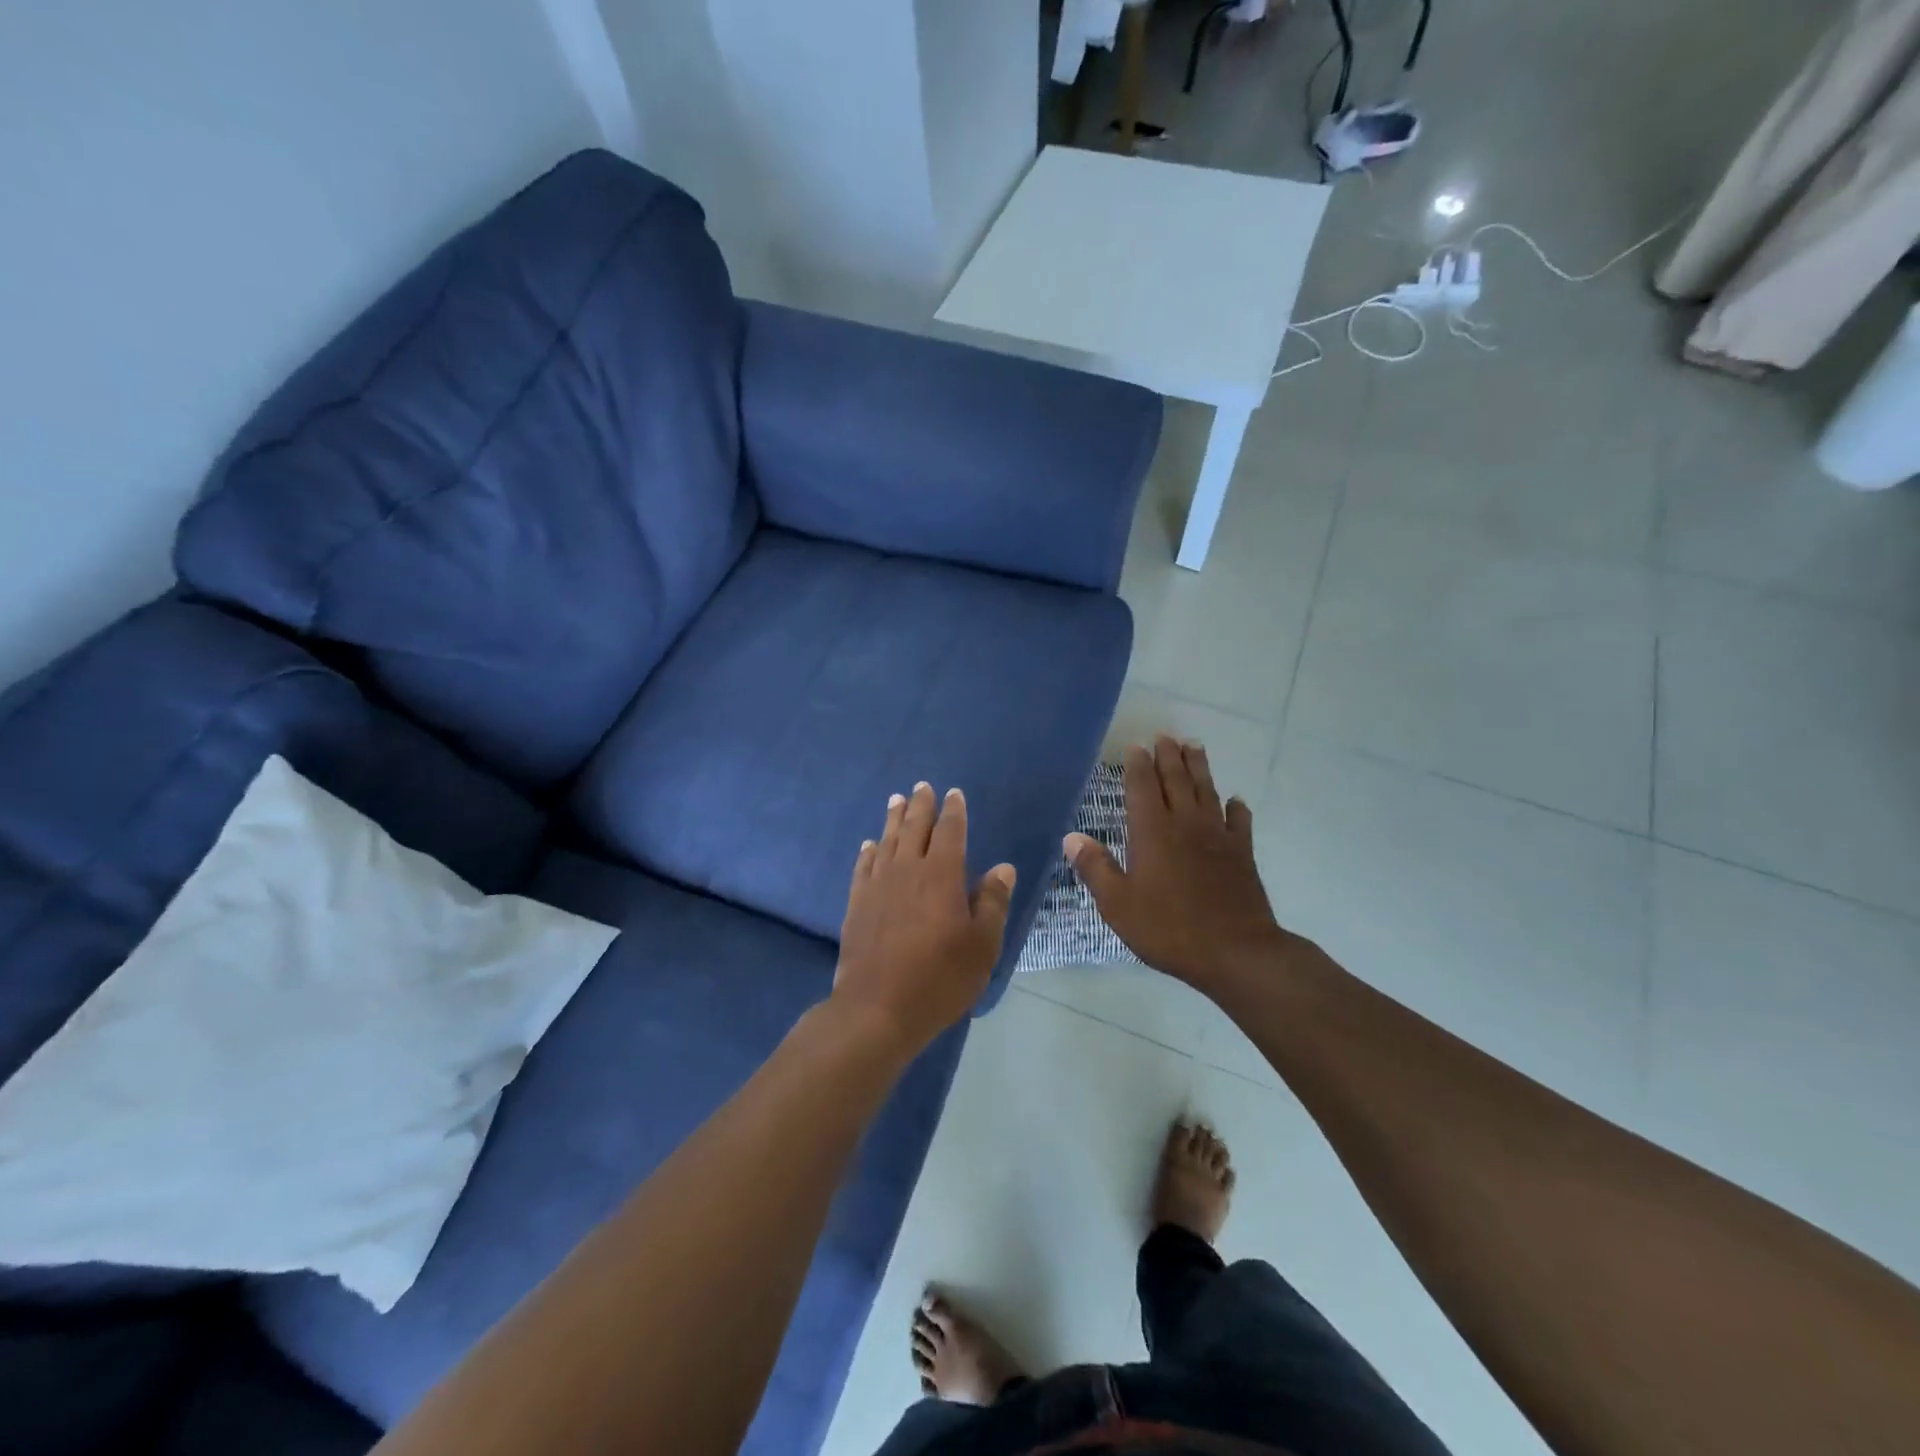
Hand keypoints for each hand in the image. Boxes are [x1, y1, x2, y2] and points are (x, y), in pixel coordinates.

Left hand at [834, 783, 1016, 1053]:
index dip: (953, 811)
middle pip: (914, 828)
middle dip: (920, 805)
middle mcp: (907, 870)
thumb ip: (992, 903)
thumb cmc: (939, 978)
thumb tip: (1003, 868)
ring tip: (896, 800)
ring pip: (887, 841)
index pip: (949, 831)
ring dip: (893, 819)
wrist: (877, 1008)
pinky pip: (863, 866)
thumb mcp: (982, 945)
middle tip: (922, 786)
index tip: (954, 794)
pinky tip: (870, 845)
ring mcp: (878, 886)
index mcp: (942, 875)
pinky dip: (869, 851)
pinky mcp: (857, 904)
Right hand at [1066, 737, 1291, 991]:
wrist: (1235, 951)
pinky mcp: (1242, 853)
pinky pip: (1239, 821)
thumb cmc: (1168, 928)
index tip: (1136, 747)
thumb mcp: (1118, 904)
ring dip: (1199, 767)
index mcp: (1151, 832)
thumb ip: (1095, 868)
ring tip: (1194, 747)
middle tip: (1166, 736)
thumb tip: (1071, 837)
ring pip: (1207, 791)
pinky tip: (1236, 800)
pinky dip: (1236, 807)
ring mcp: (1217, 836)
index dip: (1138, 765)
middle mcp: (1185, 824)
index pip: (1142, 787)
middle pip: (1177, 780)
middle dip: (1169, 756)